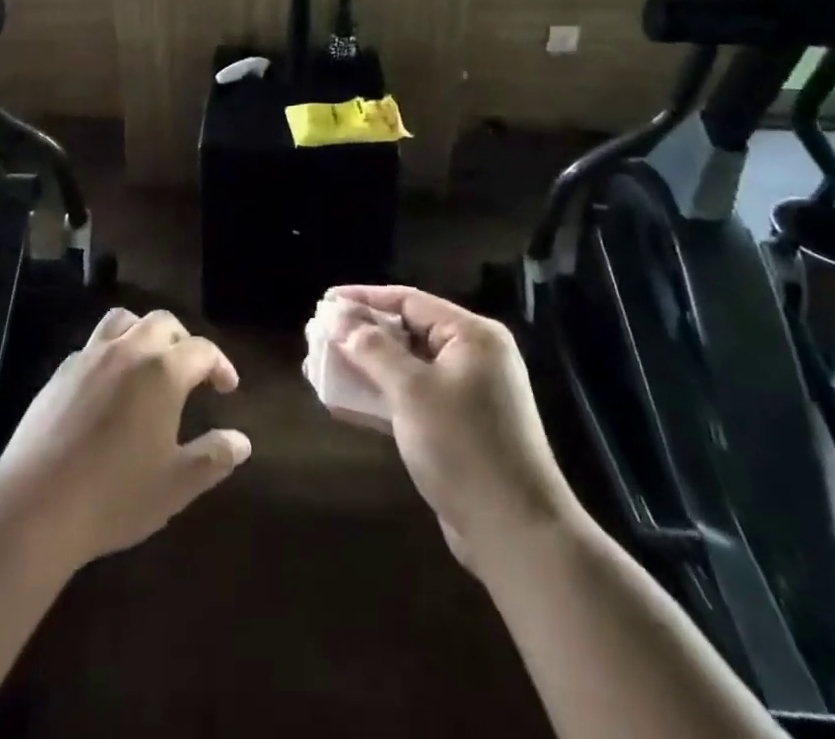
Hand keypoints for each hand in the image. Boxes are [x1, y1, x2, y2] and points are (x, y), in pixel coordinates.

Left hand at [0, 308, 250, 570]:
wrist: (36, 504)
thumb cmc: (114, 495)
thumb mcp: (175, 485)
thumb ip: (213, 458)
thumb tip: (242, 442)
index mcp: (162, 371)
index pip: (202, 350)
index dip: (220, 364)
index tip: (227, 388)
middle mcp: (128, 351)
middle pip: (163, 322)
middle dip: (183, 340)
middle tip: (192, 372)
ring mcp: (90, 356)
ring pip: (124, 321)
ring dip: (144, 333)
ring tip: (150, 362)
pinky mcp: (61, 371)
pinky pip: (94, 344)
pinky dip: (112, 351)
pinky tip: (110, 385)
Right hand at [328, 286, 575, 566]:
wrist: (517, 535)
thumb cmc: (464, 447)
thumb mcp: (412, 391)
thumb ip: (371, 349)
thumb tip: (336, 316)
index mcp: (471, 335)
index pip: (408, 301)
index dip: (363, 300)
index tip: (324, 302)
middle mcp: (471, 357)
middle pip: (405, 332)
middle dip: (359, 334)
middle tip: (318, 335)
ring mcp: (464, 394)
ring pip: (404, 367)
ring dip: (363, 367)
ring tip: (322, 365)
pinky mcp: (455, 427)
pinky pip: (409, 398)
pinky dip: (378, 396)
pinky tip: (341, 401)